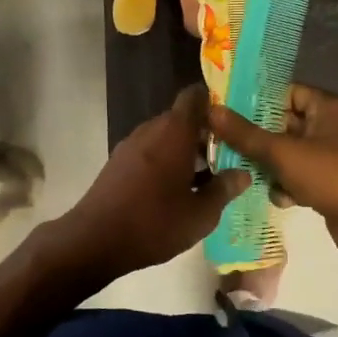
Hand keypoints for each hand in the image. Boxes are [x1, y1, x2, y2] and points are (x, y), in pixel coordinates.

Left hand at [48, 85, 250, 285]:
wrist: (94, 240)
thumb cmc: (154, 222)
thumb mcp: (200, 214)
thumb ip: (224, 190)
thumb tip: (243, 174)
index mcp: (175, 131)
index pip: (195, 96)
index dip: (214, 102)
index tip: (232, 121)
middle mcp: (151, 129)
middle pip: (182, 118)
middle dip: (204, 133)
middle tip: (227, 155)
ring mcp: (131, 145)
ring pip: (165, 136)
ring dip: (185, 149)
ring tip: (206, 176)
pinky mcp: (118, 162)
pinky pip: (150, 151)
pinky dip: (166, 161)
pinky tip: (176, 190)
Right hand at [207, 85, 337, 258]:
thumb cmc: (330, 175)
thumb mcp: (284, 153)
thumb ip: (246, 134)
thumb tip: (212, 111)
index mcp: (327, 107)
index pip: (286, 92)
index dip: (256, 100)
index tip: (226, 110)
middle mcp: (331, 125)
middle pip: (284, 123)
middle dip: (257, 137)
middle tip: (224, 142)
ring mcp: (331, 155)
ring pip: (289, 152)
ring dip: (269, 164)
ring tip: (243, 172)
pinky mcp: (329, 181)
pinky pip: (299, 174)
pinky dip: (287, 184)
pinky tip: (278, 197)